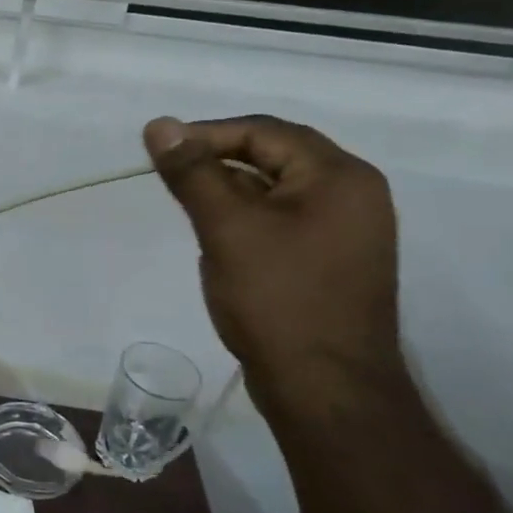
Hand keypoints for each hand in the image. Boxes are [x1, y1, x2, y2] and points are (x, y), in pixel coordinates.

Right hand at [144, 115, 404, 409]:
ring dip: (229, 191)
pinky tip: (217, 239)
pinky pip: (283, 220)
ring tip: (188, 208)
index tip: (159, 153)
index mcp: (340, 176)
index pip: (265, 132)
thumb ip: (192, 173)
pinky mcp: (331, 261)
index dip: (207, 135)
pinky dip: (246, 218)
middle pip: (274, 156)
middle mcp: (353, 194)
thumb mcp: (227, 228)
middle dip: (217, 162)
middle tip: (168, 177)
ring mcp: (346, 231)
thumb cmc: (277, 299)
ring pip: (275, 190)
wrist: (324, 388)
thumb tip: (159, 124)